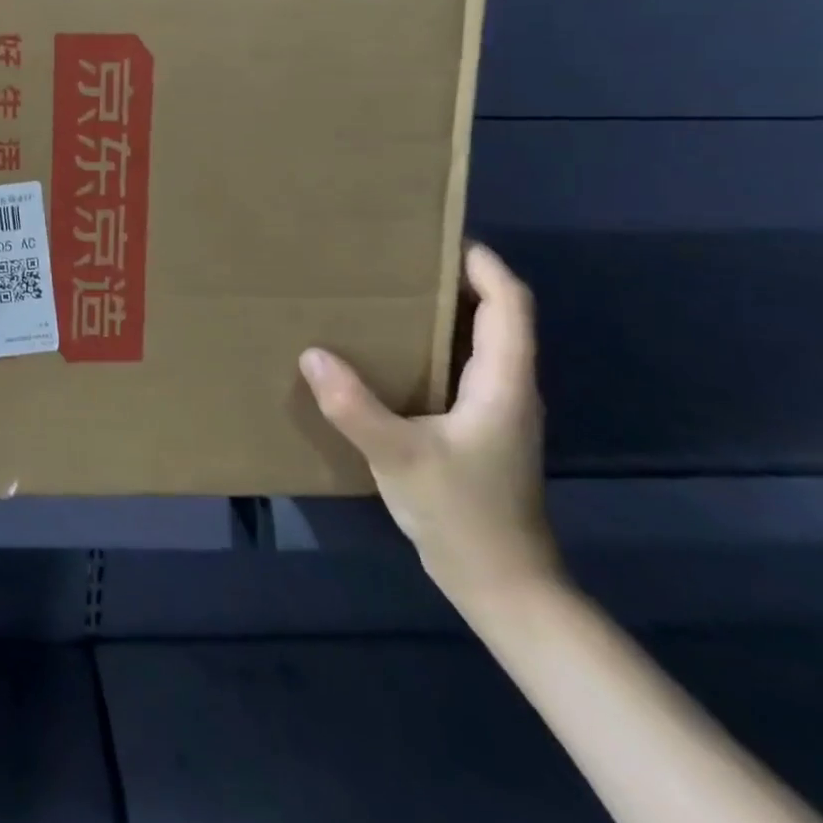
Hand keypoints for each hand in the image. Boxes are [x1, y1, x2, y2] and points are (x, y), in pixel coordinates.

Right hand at [298, 242, 559, 612]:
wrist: (502, 586)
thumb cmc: (463, 514)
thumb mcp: (399, 457)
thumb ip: (354, 405)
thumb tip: (312, 353)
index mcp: (503, 383)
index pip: (510, 305)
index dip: (484, 265)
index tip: (440, 235)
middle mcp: (506, 388)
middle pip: (495, 317)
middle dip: (455, 280)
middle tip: (397, 258)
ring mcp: (494, 412)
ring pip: (476, 343)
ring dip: (441, 313)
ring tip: (384, 294)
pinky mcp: (476, 431)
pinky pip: (457, 369)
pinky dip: (429, 346)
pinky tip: (386, 354)